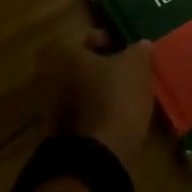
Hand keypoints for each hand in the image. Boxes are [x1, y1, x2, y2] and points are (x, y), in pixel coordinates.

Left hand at [43, 24, 154, 173]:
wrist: (99, 155)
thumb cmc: (115, 98)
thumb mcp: (136, 66)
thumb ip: (139, 50)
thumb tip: (142, 45)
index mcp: (64, 53)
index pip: (87, 36)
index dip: (111, 39)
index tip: (128, 49)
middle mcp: (50, 75)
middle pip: (82, 64)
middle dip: (103, 67)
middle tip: (127, 71)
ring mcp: (50, 106)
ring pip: (81, 89)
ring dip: (99, 90)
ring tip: (126, 94)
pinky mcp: (59, 132)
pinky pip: (81, 112)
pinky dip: (96, 111)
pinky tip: (118, 116)